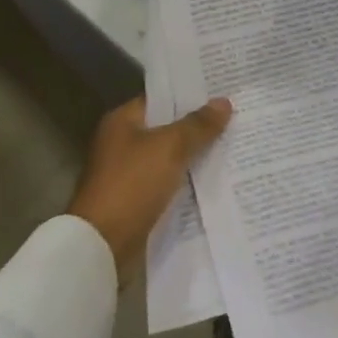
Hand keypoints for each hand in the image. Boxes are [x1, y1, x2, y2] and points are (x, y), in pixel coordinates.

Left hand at [67, 97, 231, 284]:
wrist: (102, 245)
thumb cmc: (132, 185)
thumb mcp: (169, 148)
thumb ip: (198, 125)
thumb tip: (224, 102)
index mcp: (122, 121)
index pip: (161, 98)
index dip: (190, 95)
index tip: (222, 92)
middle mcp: (122, 142)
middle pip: (167, 127)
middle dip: (197, 126)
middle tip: (235, 117)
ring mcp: (128, 173)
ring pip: (169, 156)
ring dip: (194, 154)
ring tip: (233, 145)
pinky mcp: (136, 200)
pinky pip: (168, 182)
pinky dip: (187, 180)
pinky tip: (215, 178)